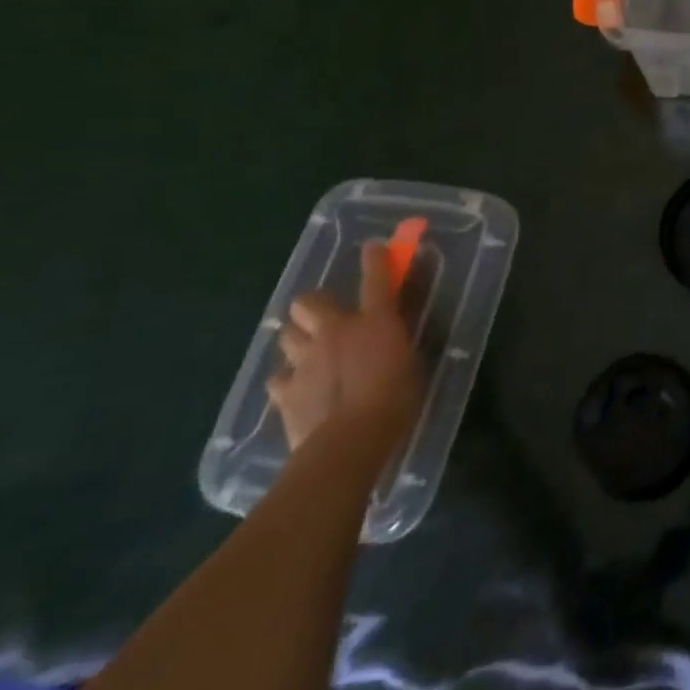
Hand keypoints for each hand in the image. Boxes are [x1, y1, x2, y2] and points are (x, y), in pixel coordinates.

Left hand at [267, 241, 422, 452]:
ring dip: (298, 339)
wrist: (349, 442)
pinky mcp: (285, 392)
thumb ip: (398, 345)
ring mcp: (305, 361)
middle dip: (313, 306)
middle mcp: (335, 332)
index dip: (376, 258)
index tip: (374, 247)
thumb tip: (394, 339)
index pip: (376, 278)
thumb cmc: (395, 400)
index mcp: (375, 321)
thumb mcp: (411, 364)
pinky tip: (298, 390)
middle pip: (308, 302)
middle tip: (325, 319)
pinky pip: (279, 378)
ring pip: (287, 335)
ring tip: (309, 353)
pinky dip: (287, 381)